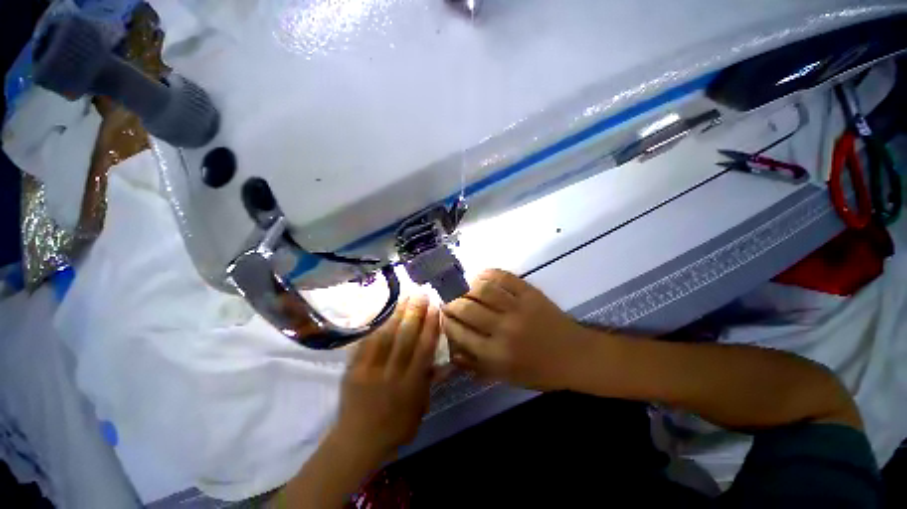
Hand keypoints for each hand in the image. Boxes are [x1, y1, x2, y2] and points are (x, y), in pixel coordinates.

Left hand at [333, 296, 439, 462]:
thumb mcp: (420, 410)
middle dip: (415, 312)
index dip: (431, 326)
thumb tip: (445, 360)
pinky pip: (366, 342)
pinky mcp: (353, 369)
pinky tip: (382, 311)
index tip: (435, 307)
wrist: (356, 442)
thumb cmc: (395, 428)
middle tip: (421, 293)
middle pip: (405, 338)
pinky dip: (376, 325)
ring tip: (405, 295)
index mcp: (410, 386)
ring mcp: (370, 370)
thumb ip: (430, 382)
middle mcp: (391, 374)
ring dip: (397, 313)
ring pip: (386, 336)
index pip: (424, 349)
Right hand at [441, 269, 585, 389]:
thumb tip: (451, 350)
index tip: (441, 316)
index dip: (446, 322)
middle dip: (451, 303)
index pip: (460, 333)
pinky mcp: (530, 293)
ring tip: (462, 289)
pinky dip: (488, 273)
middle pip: (467, 308)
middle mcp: (503, 329)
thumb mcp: (505, 376)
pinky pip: (504, 277)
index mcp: (496, 354)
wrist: (575, 356)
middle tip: (448, 301)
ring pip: (483, 290)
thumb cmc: (539, 371)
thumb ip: (476, 364)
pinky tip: (480, 276)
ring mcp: (518, 308)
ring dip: (467, 287)